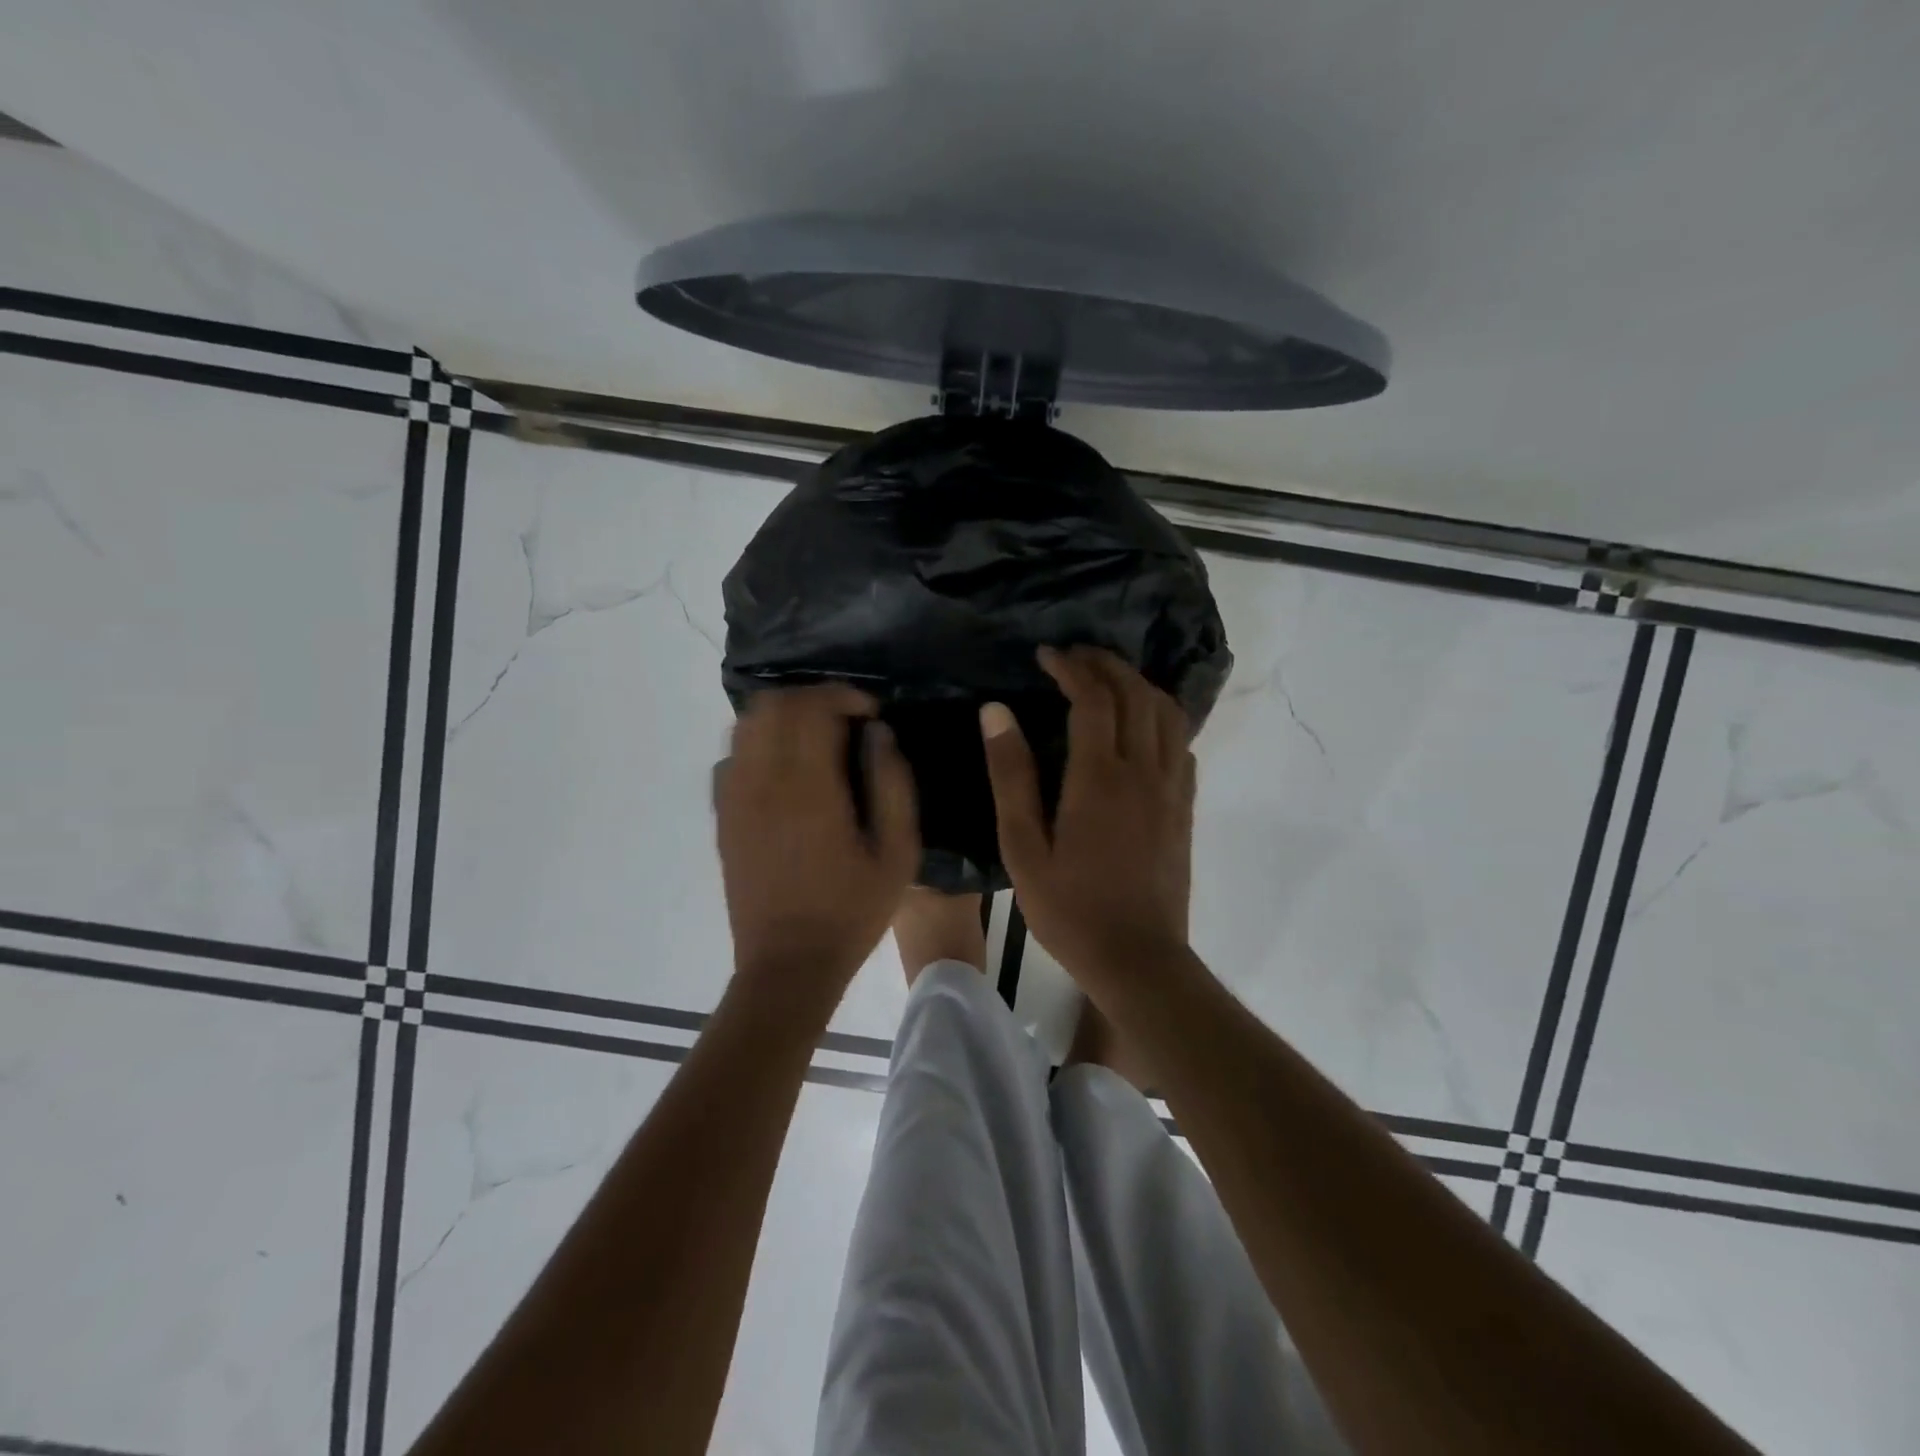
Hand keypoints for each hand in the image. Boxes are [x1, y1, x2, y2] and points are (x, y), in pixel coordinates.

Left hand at [716, 685, 919, 990]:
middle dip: (813, 698)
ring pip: (746, 724)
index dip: (843, 695)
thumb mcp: (898, 854)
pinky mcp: (723, 817)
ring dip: (784, 716)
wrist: (788, 965)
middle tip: (846, 720)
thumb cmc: (850, 911)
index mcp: (808, 789)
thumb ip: (893, 784)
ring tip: (817, 737)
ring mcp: (735, 798)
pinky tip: (786, 770)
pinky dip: (760, 744)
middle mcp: (762, 782)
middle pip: (773, 704)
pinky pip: (732, 756)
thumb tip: (879, 734)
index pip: (812, 707)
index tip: (870, 713)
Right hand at [980, 647, 1194, 981]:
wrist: (1138, 958)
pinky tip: (1141, 726)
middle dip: (1107, 664)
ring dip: (1139, 685)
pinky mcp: (1184, 807)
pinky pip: (1181, 743)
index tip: (1047, 655)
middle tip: (1076, 656)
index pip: (1092, 698)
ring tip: (1109, 679)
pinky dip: (1161, 718)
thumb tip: (997, 712)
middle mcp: (1143, 771)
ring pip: (1167, 713)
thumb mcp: (1022, 846)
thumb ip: (1011, 775)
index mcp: (1099, 777)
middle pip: (1136, 694)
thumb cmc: (1069, 908)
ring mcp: (1171, 788)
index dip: (1071, 667)